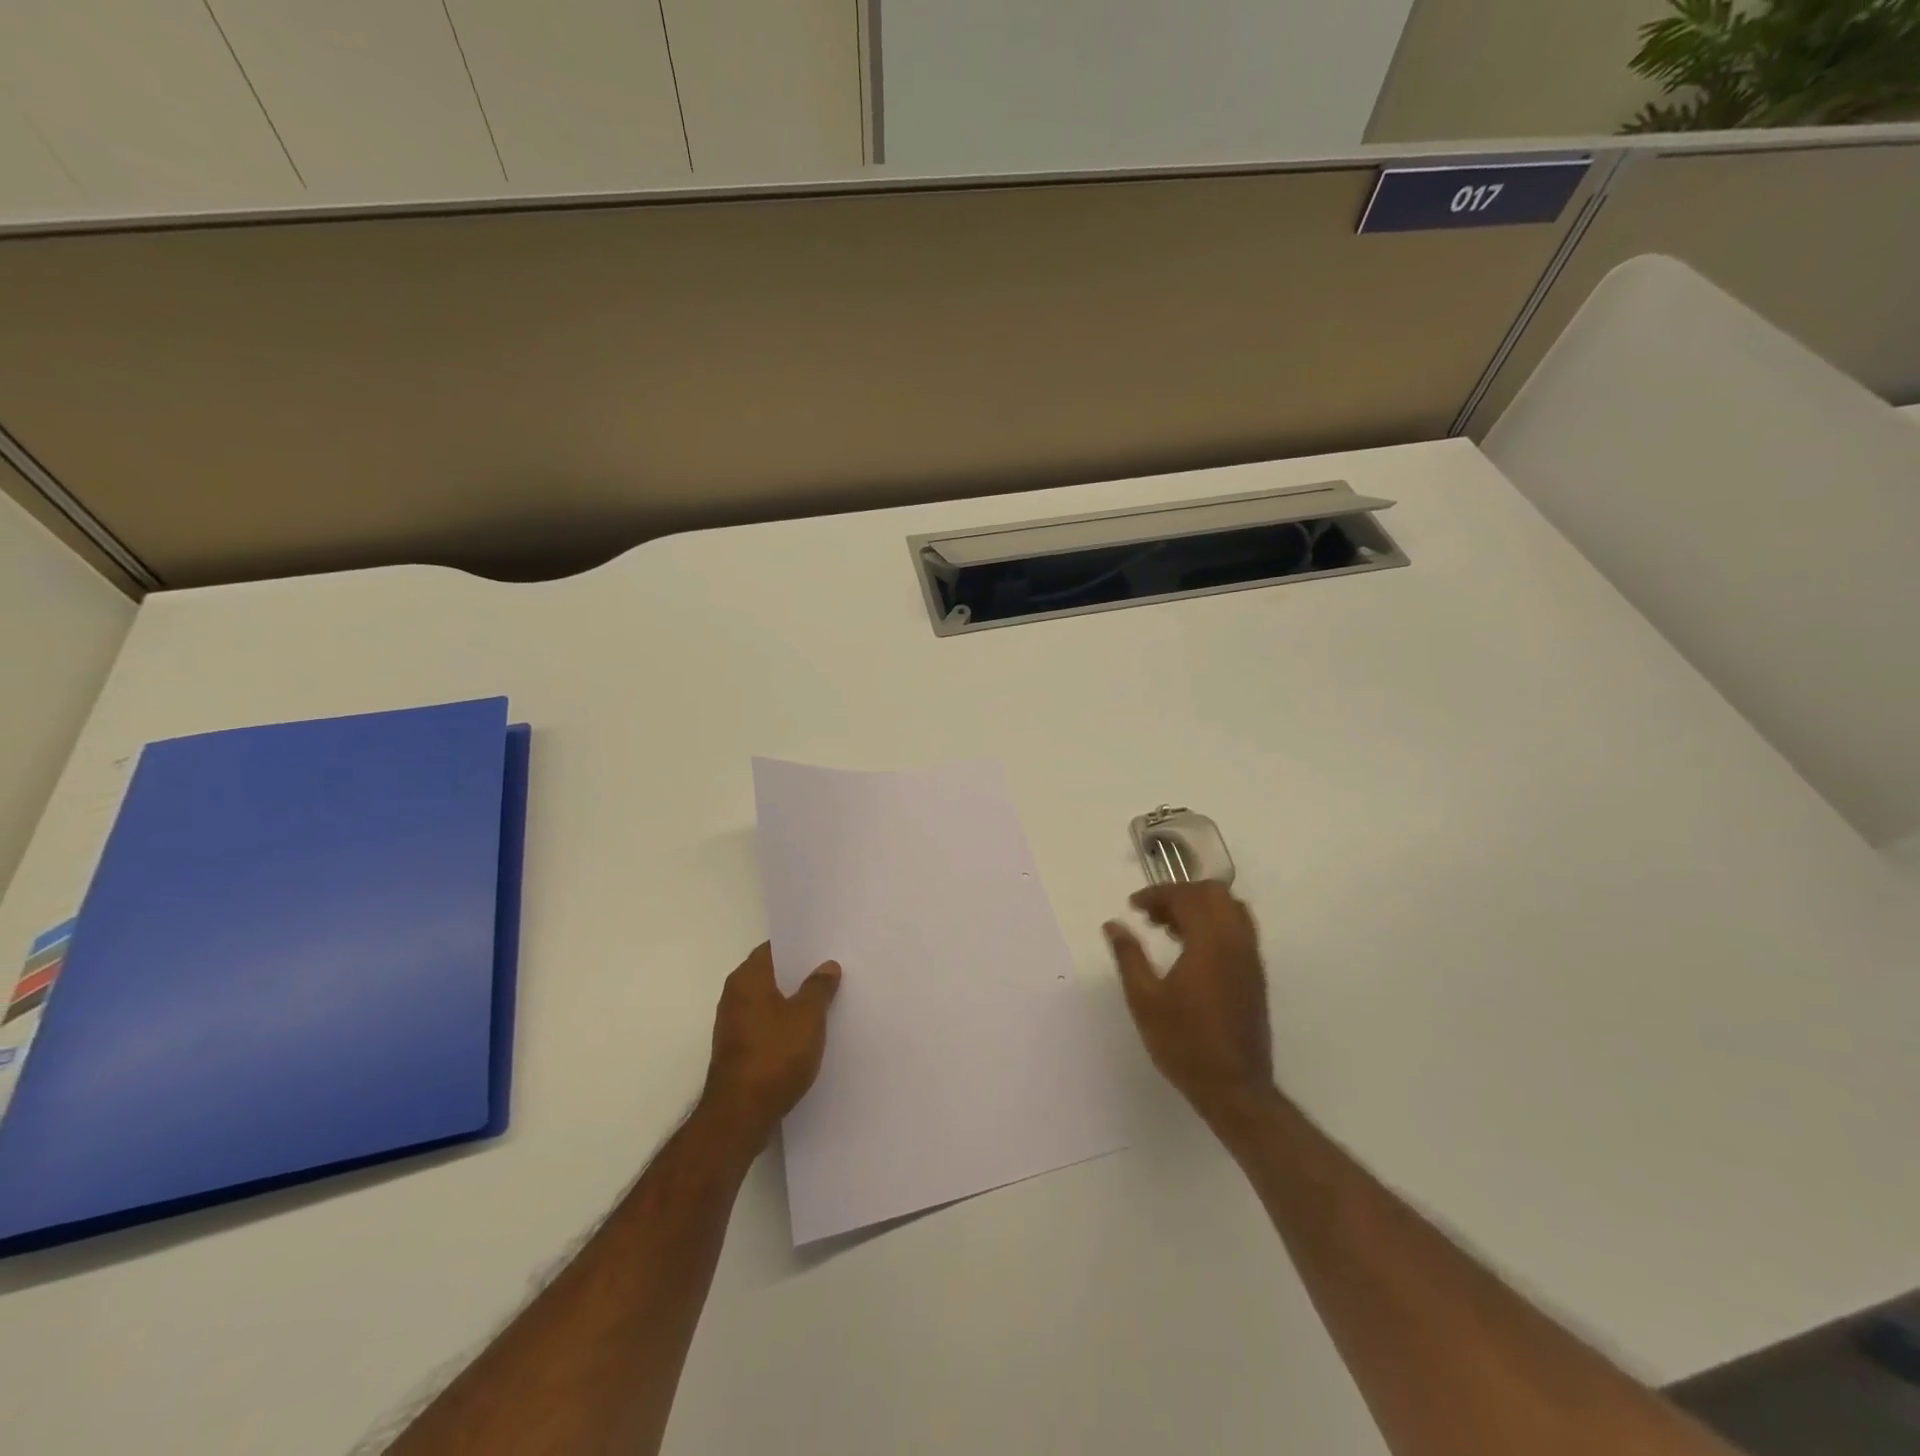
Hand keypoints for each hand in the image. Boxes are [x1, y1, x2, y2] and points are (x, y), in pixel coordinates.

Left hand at [701, 943, 841, 1144]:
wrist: (740, 1116)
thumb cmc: (774, 1055)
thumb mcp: (808, 1017)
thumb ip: (818, 988)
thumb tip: (827, 965)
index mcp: (747, 979)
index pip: (773, 948)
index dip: (799, 946)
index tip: (824, 946)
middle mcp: (734, 996)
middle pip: (771, 975)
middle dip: (799, 974)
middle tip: (832, 972)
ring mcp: (733, 1025)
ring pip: (769, 1002)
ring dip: (793, 1001)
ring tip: (826, 1001)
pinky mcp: (738, 1051)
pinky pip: (766, 1026)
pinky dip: (785, 1025)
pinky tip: (809, 1033)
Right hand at [1105, 883, 1274, 1120]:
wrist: (1234, 1088)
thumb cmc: (1184, 1043)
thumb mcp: (1144, 999)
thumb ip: (1129, 956)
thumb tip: (1113, 924)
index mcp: (1210, 943)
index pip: (1186, 896)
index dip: (1157, 894)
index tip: (1132, 906)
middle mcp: (1236, 942)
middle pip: (1213, 893)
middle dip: (1180, 894)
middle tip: (1152, 915)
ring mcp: (1250, 958)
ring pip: (1230, 908)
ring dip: (1199, 907)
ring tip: (1169, 929)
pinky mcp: (1255, 974)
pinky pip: (1238, 929)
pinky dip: (1214, 923)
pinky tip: (1190, 950)